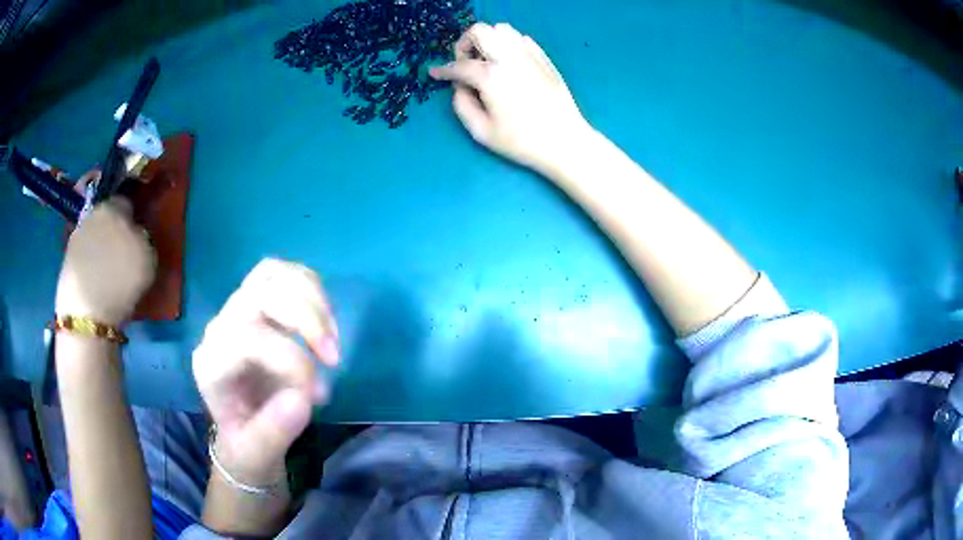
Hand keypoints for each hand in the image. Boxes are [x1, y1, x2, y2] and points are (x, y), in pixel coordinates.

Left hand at [56, 194, 155, 325]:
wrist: (86, 314)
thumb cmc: (121, 281)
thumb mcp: (147, 258)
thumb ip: (143, 238)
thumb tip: (137, 233)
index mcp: (114, 206)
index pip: (126, 201)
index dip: (133, 216)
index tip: (138, 234)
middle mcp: (93, 213)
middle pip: (106, 217)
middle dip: (113, 230)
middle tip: (123, 252)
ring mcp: (76, 236)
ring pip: (93, 235)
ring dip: (100, 247)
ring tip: (109, 271)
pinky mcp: (67, 260)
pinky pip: (84, 255)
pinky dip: (90, 264)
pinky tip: (97, 282)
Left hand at [192, 259, 339, 481]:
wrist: (241, 432)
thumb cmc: (247, 445)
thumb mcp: (257, 454)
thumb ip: (274, 431)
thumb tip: (303, 398)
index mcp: (212, 365)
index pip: (249, 339)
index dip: (292, 361)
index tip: (318, 395)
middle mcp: (219, 329)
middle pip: (260, 293)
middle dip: (306, 319)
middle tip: (333, 357)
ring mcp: (236, 312)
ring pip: (271, 273)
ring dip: (311, 298)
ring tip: (331, 337)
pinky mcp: (256, 305)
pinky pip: (283, 274)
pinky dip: (311, 289)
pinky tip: (324, 322)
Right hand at [430, 23, 590, 172]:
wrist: (565, 141)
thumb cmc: (522, 141)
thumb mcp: (481, 131)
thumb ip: (461, 104)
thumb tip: (459, 87)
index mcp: (491, 76)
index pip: (459, 65)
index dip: (443, 70)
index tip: (435, 73)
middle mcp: (509, 58)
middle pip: (480, 31)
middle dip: (465, 44)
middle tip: (466, 64)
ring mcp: (530, 56)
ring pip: (502, 29)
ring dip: (488, 40)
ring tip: (488, 61)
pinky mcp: (544, 59)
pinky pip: (522, 39)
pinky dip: (509, 45)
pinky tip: (509, 64)